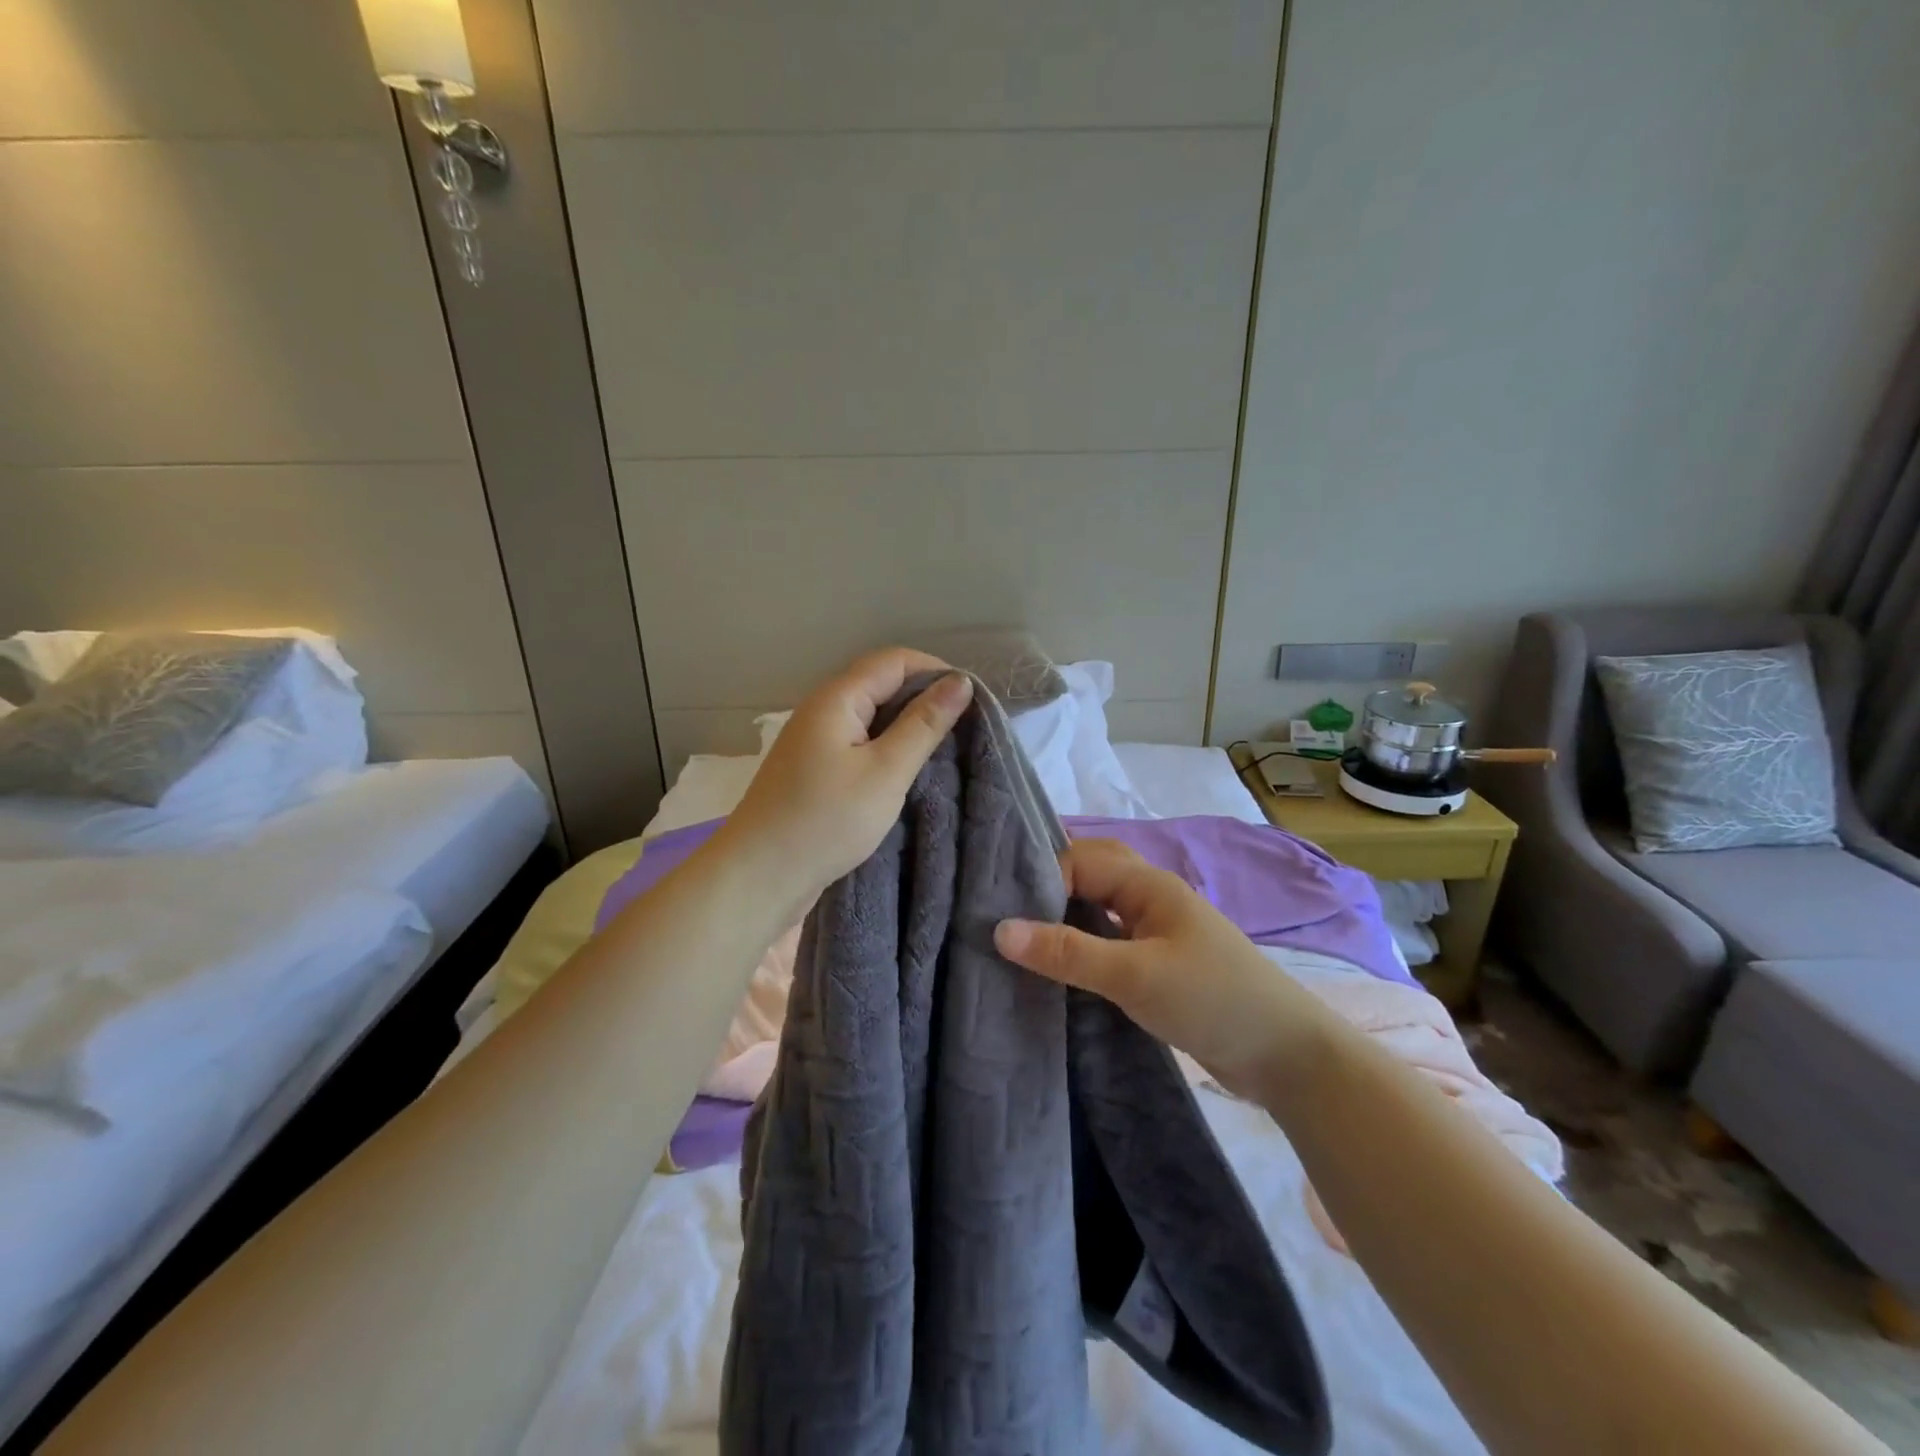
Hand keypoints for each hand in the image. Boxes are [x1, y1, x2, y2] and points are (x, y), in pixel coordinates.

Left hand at [716, 648, 973, 914]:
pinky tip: (908, 771)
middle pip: (880, 684)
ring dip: (907, 726)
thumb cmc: (825, 821)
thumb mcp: (886, 771)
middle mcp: (822, 710)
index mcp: (837, 698)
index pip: (894, 660)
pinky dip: (888, 749)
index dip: (935, 671)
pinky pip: (859, 744)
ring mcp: (815, 741)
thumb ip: (923, 724)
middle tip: (966, 728)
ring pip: (871, 717)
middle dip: (924, 698)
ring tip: (944, 749)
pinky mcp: (814, 769)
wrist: (759, 877)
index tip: (973, 701)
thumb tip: (961, 682)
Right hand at [994, 838, 1335, 1099]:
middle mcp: (1150, 897)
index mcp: (1148, 884)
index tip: (1001, 909)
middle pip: (1090, 874)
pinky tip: (1059, 967)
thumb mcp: (1134, 976)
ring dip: (1064, 916)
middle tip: (1002, 911)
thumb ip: (1068, 952)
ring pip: (1099, 908)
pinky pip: (1109, 940)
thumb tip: (1000, 930)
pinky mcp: (1159, 964)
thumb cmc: (1212, 1000)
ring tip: (1020, 937)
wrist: (1286, 1056)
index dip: (1040, 877)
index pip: (1079, 859)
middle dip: (1049, 886)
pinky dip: (1082, 945)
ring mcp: (1156, 931)